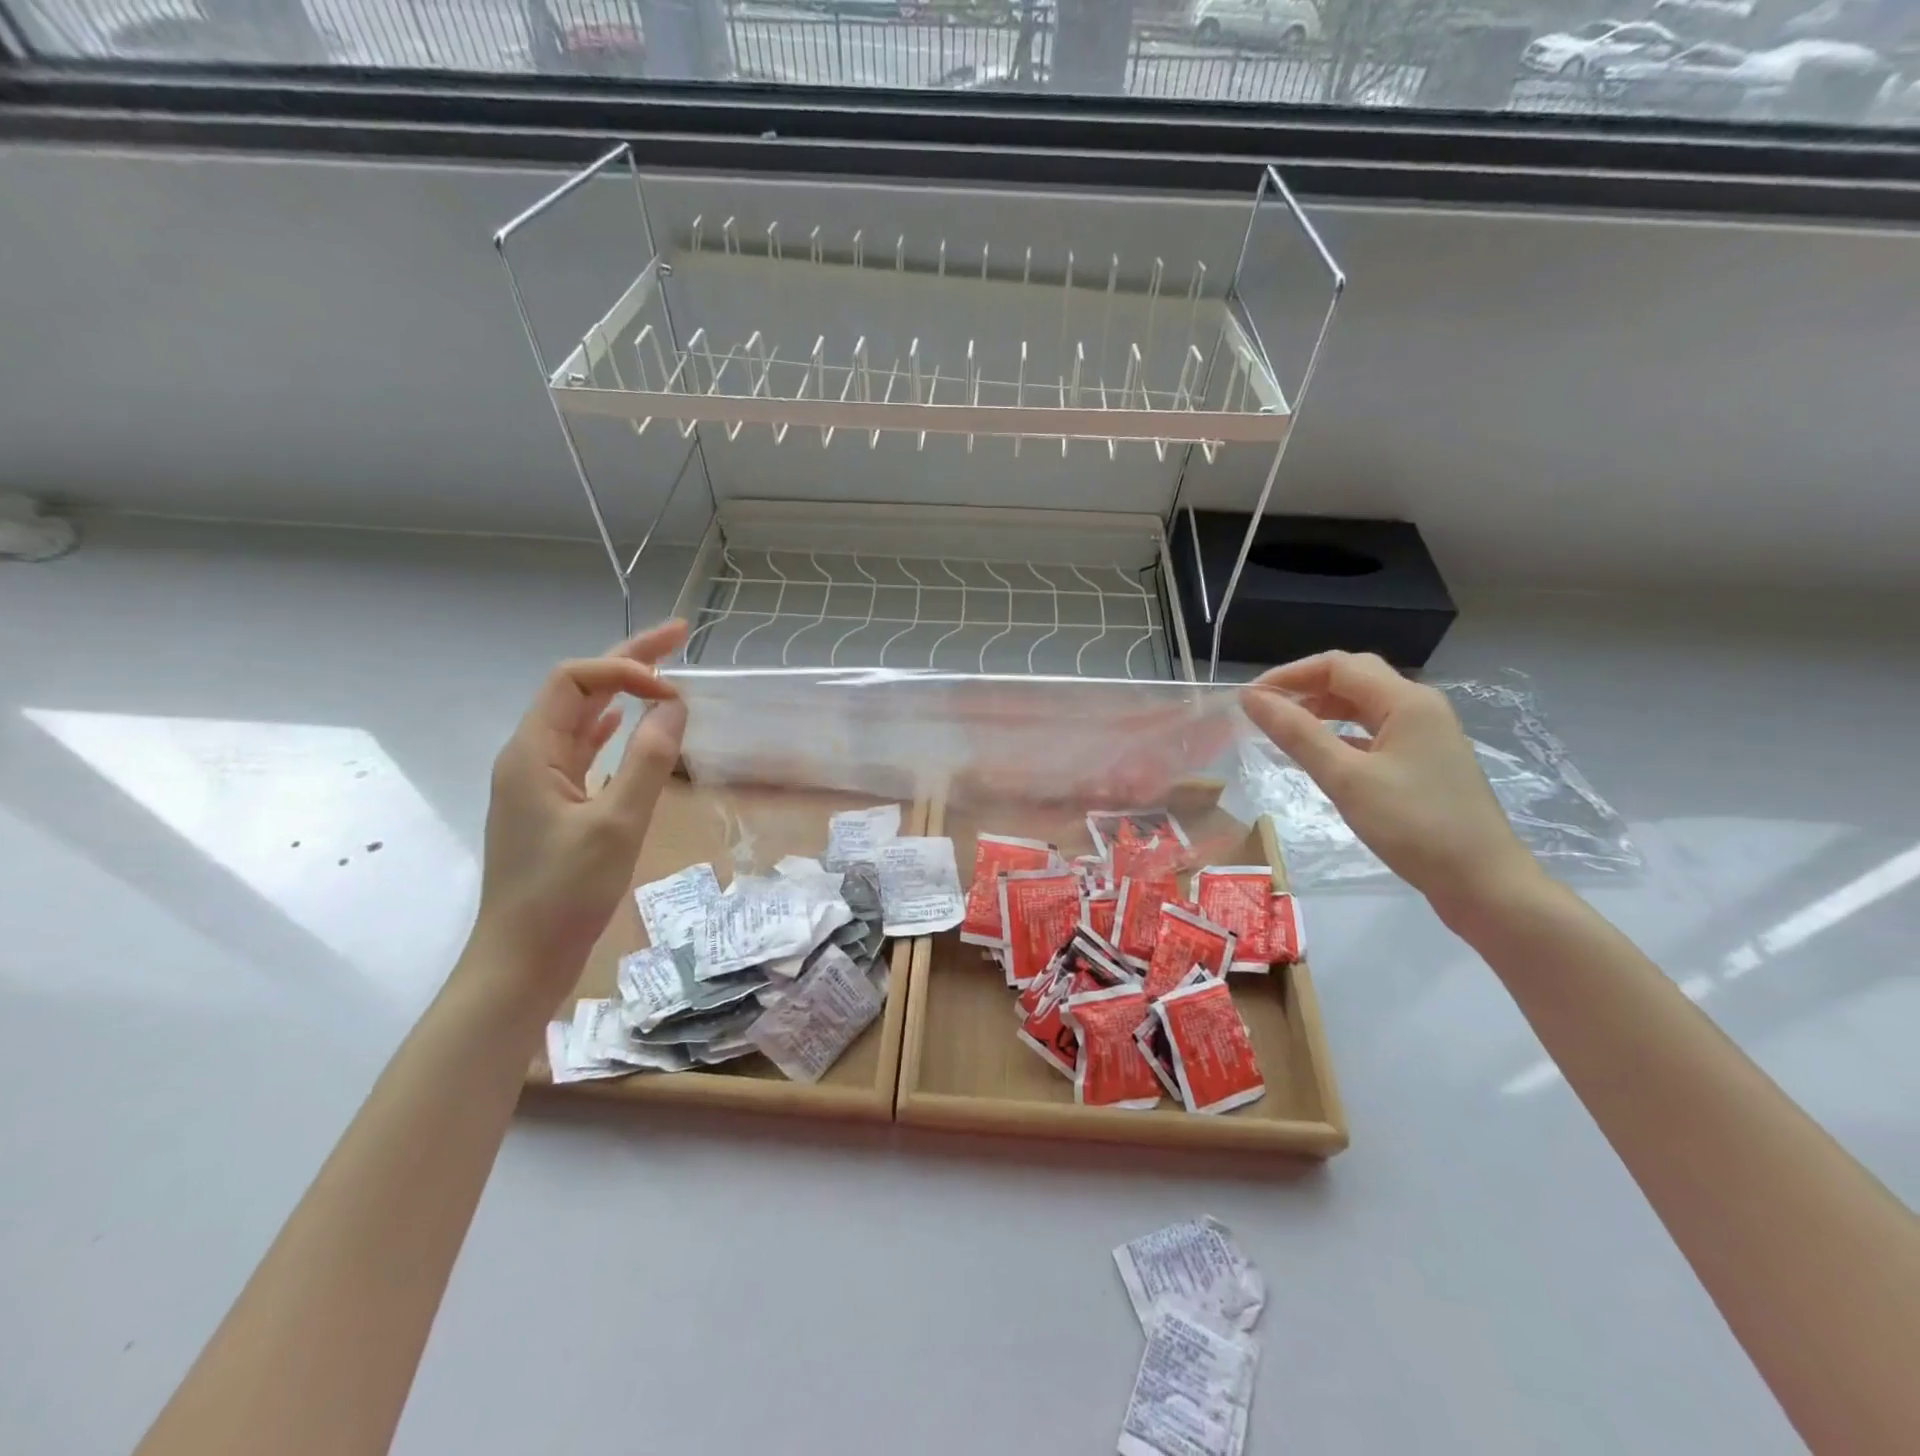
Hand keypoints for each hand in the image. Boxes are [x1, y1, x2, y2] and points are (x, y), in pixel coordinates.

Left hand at [470, 620, 689, 1002]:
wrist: (521, 959)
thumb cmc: (565, 893)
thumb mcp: (617, 824)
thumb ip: (647, 761)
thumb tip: (675, 706)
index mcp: (532, 752)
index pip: (576, 680)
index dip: (626, 671)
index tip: (675, 694)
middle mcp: (529, 757)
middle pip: (577, 690)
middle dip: (627, 661)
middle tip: (679, 636)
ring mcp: (537, 782)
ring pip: (580, 718)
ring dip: (621, 691)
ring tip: (663, 672)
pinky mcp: (550, 805)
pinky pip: (581, 749)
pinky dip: (609, 728)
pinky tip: (627, 724)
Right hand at [1240, 651, 1541, 915]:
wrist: (1483, 883)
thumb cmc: (1413, 825)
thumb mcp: (1346, 778)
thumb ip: (1296, 733)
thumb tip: (1251, 697)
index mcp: (1406, 701)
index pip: (1337, 665)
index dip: (1289, 675)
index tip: (1250, 698)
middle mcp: (1419, 708)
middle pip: (1353, 679)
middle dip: (1305, 688)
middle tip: (1264, 710)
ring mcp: (1425, 736)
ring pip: (1364, 707)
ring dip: (1322, 710)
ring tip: (1283, 729)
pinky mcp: (1424, 763)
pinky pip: (1374, 733)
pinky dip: (1341, 735)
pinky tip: (1319, 755)